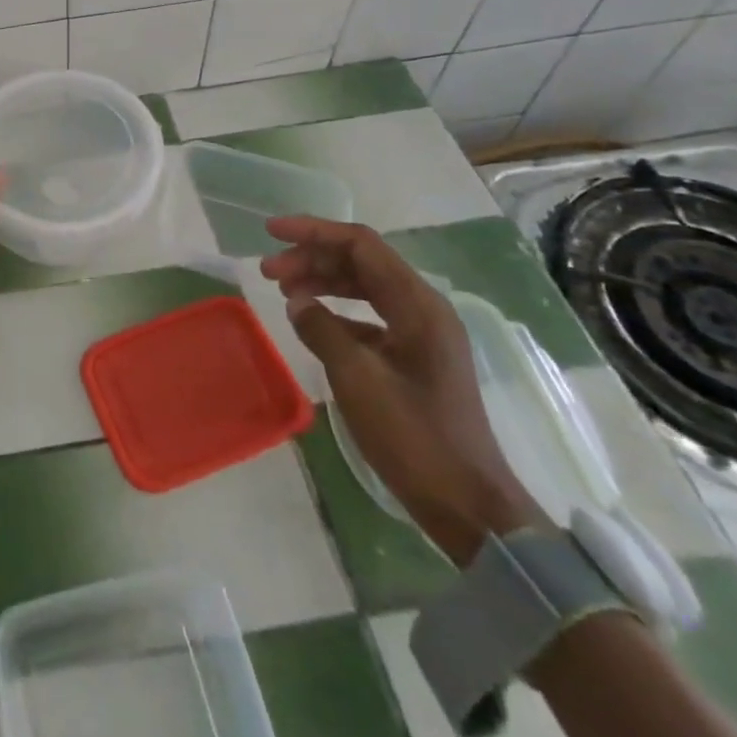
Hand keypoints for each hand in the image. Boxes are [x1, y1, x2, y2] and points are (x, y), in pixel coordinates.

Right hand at [261, 216, 545, 563]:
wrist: (468, 506)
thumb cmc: (414, 437)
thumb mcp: (358, 379)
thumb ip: (322, 329)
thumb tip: (296, 302)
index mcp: (418, 305)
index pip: (361, 244)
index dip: (313, 231)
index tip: (270, 232)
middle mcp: (423, 309)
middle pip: (360, 262)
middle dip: (311, 258)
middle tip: (268, 272)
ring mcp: (421, 333)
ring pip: (364, 287)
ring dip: (322, 281)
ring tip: (282, 290)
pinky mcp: (415, 357)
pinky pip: (370, 315)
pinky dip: (337, 310)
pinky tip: (311, 322)